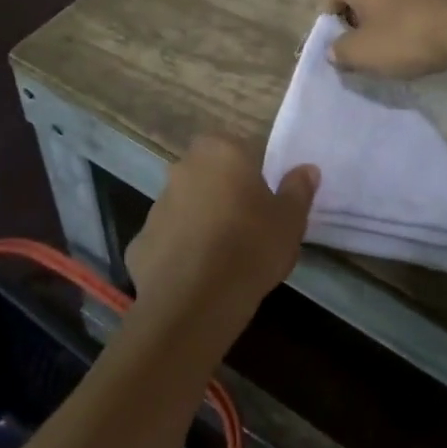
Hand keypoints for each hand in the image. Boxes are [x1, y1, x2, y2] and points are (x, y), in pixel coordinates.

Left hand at [125, 136, 317, 336]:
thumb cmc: (251, 246)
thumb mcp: (290, 219)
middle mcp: (182, 169)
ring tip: (222, 256)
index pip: (236, 147)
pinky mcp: (139, 242)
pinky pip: (167, 240)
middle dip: (221, 191)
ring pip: (184, 205)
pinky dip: (179, 252)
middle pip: (206, 173)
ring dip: (199, 221)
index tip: (262, 197)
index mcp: (220, 152)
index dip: (249, 170)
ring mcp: (156, 205)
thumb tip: (307, 169)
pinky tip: (197, 277)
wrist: (195, 301)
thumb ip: (298, 189)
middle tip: (246, 224)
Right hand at [320, 0, 446, 78]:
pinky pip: (408, 3)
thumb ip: (339, 51)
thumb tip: (334, 49)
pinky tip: (415, 40)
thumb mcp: (362, 53)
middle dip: (356, 22)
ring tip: (390, 48)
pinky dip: (405, 20)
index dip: (331, 24)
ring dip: (381, 21)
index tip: (343, 48)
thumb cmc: (404, 37)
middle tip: (364, 49)